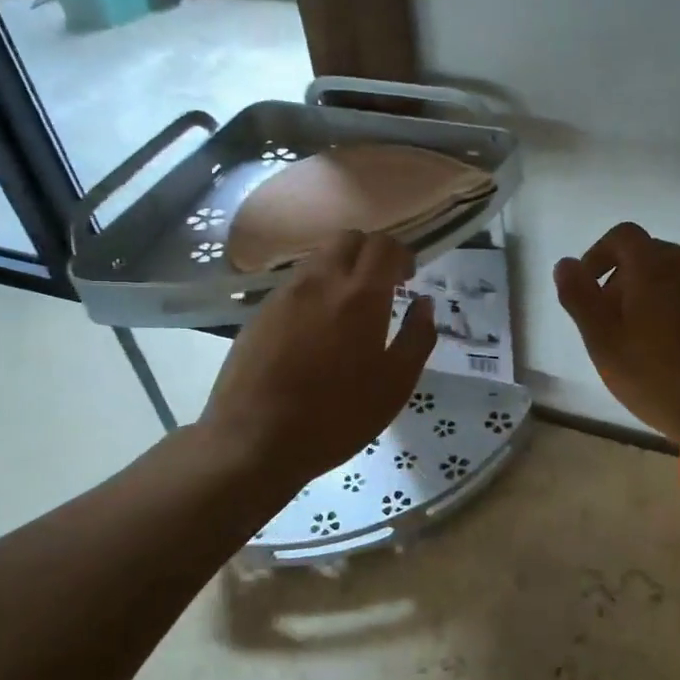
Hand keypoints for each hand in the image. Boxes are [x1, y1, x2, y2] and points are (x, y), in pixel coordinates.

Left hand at [200, 231, 436, 487]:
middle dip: (371, 252)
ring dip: (342, 268)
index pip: (383, 246)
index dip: (401, 254)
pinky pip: (296, 282)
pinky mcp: (260, 312)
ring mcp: (285, 294)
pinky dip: (316, 288)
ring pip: (319, 257)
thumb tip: (424, 303)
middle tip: (383, 284)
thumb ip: (417, 337)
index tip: (408, 278)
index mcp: (360, 295)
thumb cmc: (337, 417)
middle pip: (348, 239)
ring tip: (350, 306)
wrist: (255, 440)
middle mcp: (321, 281)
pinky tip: (318, 326)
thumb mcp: (395, 385)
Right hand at [554, 222, 679, 459]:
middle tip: (610, 324)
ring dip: (650, 293)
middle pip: (648, 254)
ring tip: (641, 338)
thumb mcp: (604, 343)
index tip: (588, 288)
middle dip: (622, 279)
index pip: (622, 236)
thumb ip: (580, 298)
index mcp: (656, 265)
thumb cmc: (659, 380)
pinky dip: (676, 304)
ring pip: (673, 273)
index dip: (598, 255)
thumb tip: (566, 264)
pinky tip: (673, 346)